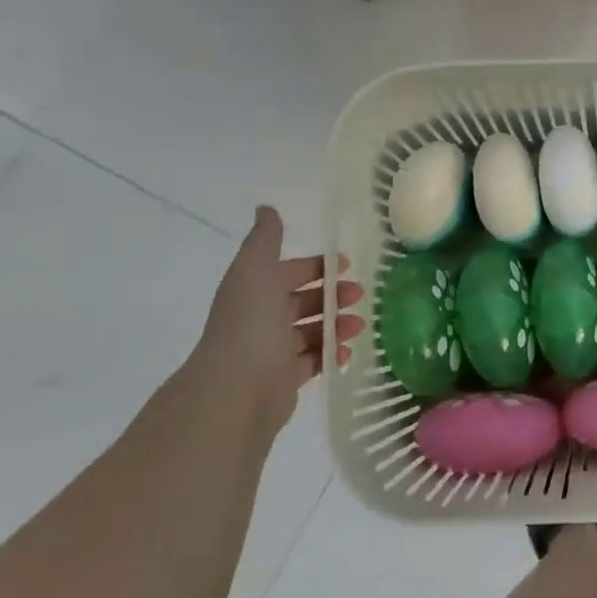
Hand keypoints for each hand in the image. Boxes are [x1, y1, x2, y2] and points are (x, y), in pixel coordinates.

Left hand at [192, 206, 362, 417]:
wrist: (235, 389)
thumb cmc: (250, 323)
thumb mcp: (256, 269)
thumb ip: (266, 239)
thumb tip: (265, 208)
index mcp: (253, 290)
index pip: (288, 272)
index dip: (316, 266)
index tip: (347, 264)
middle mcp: (260, 319)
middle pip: (302, 301)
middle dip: (333, 296)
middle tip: (360, 295)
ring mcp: (271, 351)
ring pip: (311, 331)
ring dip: (337, 324)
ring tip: (360, 326)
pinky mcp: (283, 380)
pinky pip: (313, 361)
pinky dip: (330, 354)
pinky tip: (346, 351)